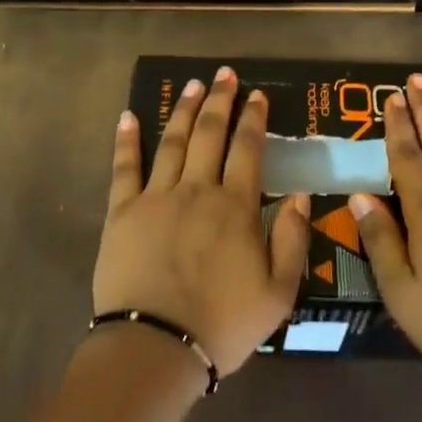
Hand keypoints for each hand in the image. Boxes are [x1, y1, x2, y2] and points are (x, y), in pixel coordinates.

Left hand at [95, 66, 310, 376]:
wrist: (156, 347)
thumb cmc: (223, 323)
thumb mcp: (279, 292)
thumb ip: (293, 239)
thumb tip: (300, 194)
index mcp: (236, 207)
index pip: (248, 149)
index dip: (254, 119)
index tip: (258, 96)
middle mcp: (197, 190)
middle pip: (209, 134)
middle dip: (219, 101)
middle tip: (224, 75)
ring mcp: (156, 198)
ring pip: (171, 142)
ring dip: (182, 110)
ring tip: (191, 85)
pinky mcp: (121, 213)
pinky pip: (124, 168)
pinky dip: (126, 141)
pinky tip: (127, 116)